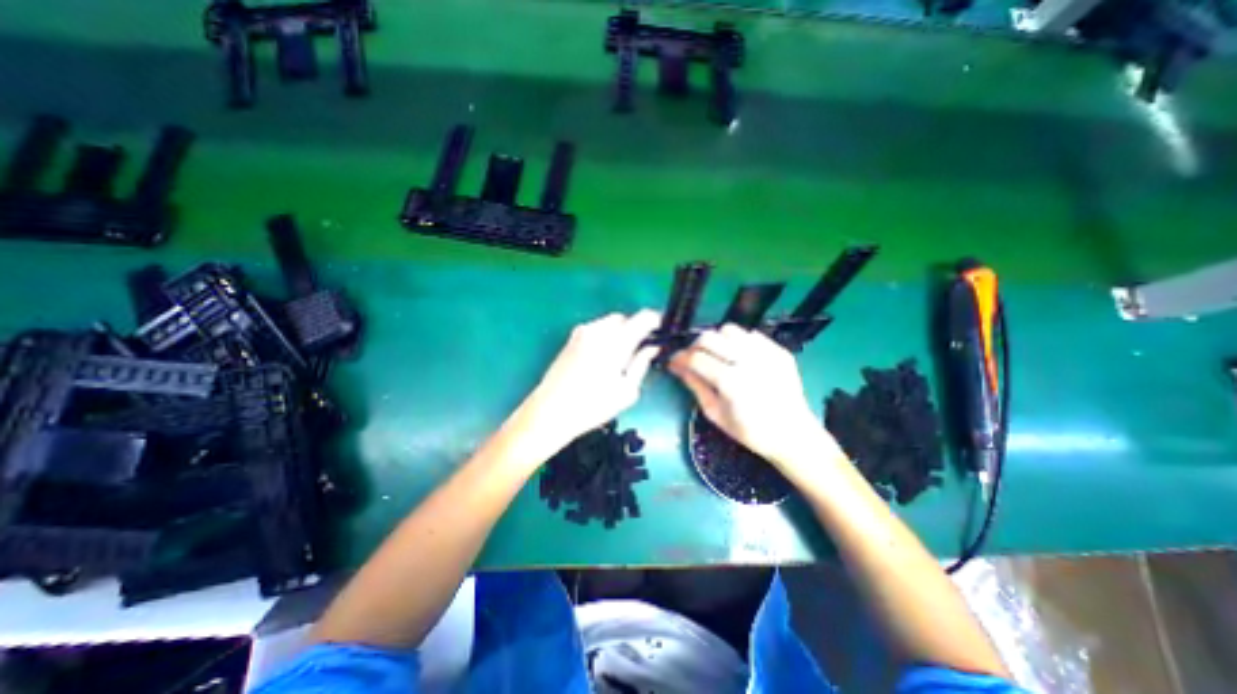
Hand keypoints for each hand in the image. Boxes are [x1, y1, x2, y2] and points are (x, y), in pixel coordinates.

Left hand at [518, 309, 661, 449]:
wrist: (551, 411)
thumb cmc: (593, 406)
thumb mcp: (627, 391)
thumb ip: (641, 364)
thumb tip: (651, 348)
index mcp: (616, 342)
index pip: (643, 318)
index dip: (655, 321)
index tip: (660, 331)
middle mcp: (598, 330)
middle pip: (625, 318)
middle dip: (635, 329)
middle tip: (639, 350)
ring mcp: (582, 333)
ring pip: (609, 322)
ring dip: (619, 332)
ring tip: (619, 357)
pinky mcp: (571, 339)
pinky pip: (595, 329)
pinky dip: (604, 336)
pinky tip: (602, 358)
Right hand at [673, 326, 846, 471]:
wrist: (793, 434)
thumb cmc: (751, 431)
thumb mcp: (716, 414)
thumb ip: (696, 386)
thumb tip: (678, 367)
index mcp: (730, 382)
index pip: (696, 358)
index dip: (680, 358)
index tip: (674, 362)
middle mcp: (747, 361)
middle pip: (709, 337)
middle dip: (695, 346)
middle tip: (694, 359)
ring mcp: (766, 353)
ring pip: (729, 330)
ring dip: (717, 340)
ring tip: (718, 355)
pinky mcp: (778, 350)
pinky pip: (750, 335)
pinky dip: (738, 342)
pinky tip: (739, 357)